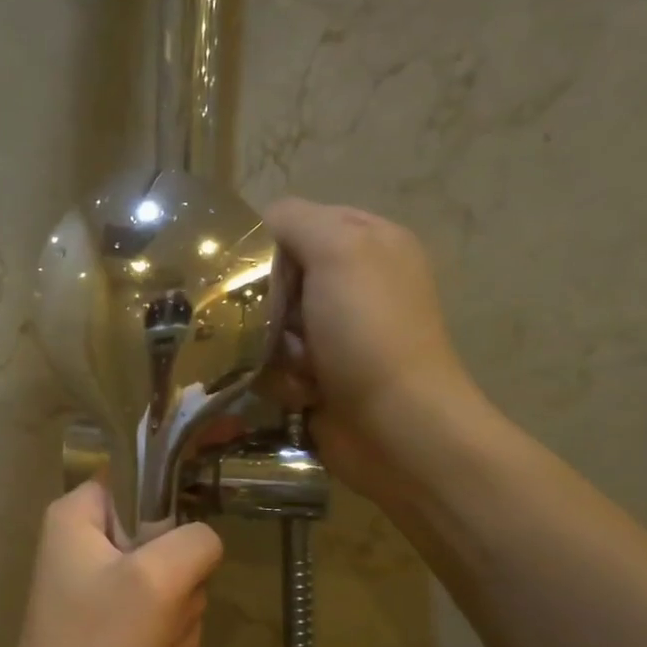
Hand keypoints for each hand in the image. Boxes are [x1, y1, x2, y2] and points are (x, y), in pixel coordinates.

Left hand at [0, 481, 223, 646]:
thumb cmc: (100, 641)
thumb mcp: (158, 580)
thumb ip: (196, 542)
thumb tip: (203, 543)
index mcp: (79, 515)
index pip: (140, 481)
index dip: (172, 510)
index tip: (182, 550)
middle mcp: (83, 542)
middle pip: (164, 542)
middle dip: (178, 592)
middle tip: (161, 619)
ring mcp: (96, 585)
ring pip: (169, 586)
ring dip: (175, 627)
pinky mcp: (108, 621)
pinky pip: (158, 619)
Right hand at [266, 197, 488, 498]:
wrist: (394, 426)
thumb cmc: (368, 331)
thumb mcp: (338, 250)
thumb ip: (295, 221)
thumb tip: (259, 225)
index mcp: (367, 241)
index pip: (296, 222)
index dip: (268, 244)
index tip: (252, 272)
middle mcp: (354, 283)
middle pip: (277, 279)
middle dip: (267, 304)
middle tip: (273, 323)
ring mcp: (338, 334)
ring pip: (269, 326)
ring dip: (271, 347)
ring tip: (295, 365)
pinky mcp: (322, 376)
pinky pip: (275, 366)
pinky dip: (281, 379)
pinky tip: (302, 392)